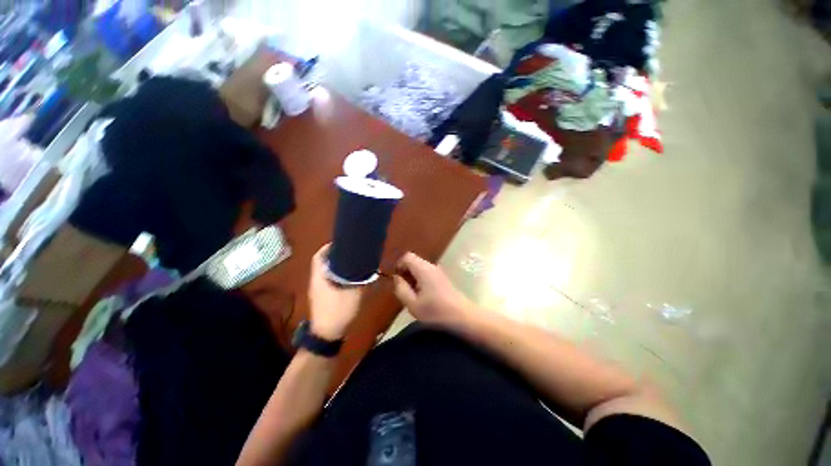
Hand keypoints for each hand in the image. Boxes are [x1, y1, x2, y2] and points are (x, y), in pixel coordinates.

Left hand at [308, 244, 362, 339]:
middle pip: (324, 262)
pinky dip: (338, 274)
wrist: (327, 334)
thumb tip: (371, 268)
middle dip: (336, 255)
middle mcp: (316, 280)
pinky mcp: (323, 295)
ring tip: (352, 262)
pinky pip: (329, 279)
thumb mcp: (354, 293)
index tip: (343, 243)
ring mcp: (319, 289)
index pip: (320, 256)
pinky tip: (349, 277)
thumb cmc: (338, 310)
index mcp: (320, 276)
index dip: (329, 247)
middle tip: (351, 252)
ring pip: (327, 271)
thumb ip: (362, 279)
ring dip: (337, 265)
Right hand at [393, 252, 476, 328]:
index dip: (399, 265)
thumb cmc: (436, 312)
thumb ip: (401, 289)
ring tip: (413, 295)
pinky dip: (421, 280)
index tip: (397, 280)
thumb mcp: (413, 304)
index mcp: (423, 269)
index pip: (407, 256)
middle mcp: (431, 266)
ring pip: (420, 268)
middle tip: (404, 290)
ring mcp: (438, 271)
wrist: (462, 317)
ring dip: (413, 277)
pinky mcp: (443, 278)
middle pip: (414, 261)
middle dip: (405, 272)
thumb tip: (396, 278)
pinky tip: (423, 296)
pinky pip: (427, 273)